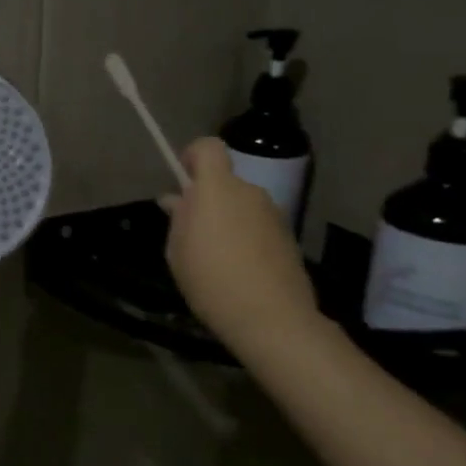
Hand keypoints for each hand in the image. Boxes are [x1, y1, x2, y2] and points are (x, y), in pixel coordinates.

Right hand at [160, 137, 320, 348]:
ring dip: (226, 218)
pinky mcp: (288, 238)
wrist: (271, 318)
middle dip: (207, 197)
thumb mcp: (177, 249)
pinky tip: (237, 268)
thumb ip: (179, 218)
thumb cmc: (210, 278)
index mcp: (217, 188)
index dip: (193, 155)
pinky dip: (245, 236)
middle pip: (225, 181)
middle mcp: (249, 193)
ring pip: (242, 204)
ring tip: (213, 254)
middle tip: (190, 229)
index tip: (182, 179)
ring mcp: (273, 215)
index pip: (209, 147)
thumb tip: (177, 200)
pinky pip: (257, 225)